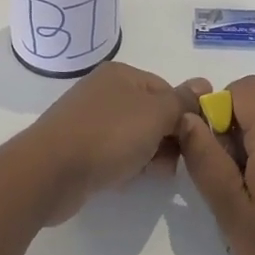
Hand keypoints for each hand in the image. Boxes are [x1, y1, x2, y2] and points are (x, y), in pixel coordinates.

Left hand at [23, 62, 209, 224]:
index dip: (184, 115)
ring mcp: (89, 120)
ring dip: (149, 154)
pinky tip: (128, 179)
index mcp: (121, 74)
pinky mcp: (79, 148)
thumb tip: (204, 84)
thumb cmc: (108, 136)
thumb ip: (182, 101)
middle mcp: (104, 91)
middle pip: (150, 113)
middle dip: (168, 138)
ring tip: (153, 174)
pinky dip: (126, 164)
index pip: (166, 90)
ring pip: (134, 136)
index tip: (194, 141)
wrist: (50, 172)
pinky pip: (114, 153)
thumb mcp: (155, 114)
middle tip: (175, 162)